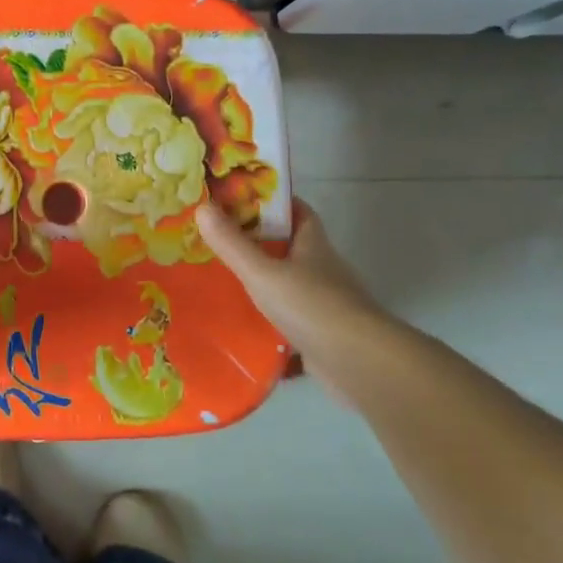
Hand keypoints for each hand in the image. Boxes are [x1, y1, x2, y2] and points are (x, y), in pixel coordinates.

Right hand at [195, 197, 396, 398]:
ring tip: (222, 283)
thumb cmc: (312, 306)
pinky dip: (270, 322)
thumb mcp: (263, 272)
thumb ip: (232, 244)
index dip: (274, 203)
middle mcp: (323, 269)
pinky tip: (243, 328)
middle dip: (260, 243)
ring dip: (264, 283)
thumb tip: (202, 207)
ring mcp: (326, 304)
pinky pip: (291, 321)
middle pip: (291, 247)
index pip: (298, 211)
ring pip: (290, 285)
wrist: (359, 363)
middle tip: (219, 241)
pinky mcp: (323, 335)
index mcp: (313, 245)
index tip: (241, 200)